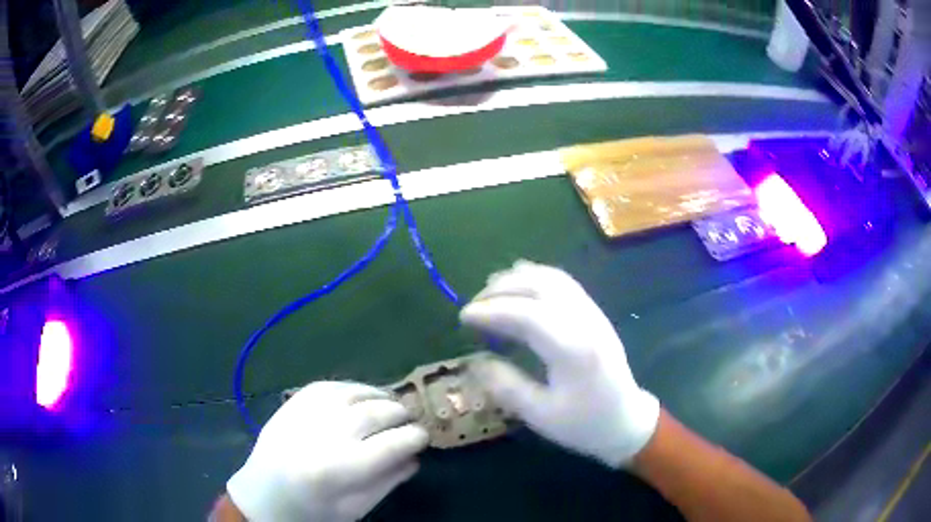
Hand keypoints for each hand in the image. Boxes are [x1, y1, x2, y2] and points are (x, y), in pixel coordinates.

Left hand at [226, 381, 428, 521]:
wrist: (263, 495)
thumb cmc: (312, 511)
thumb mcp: (356, 508)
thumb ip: (387, 481)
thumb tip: (415, 457)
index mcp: (341, 468)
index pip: (393, 444)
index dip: (415, 437)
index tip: (424, 437)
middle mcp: (324, 434)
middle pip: (376, 413)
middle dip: (401, 414)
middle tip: (410, 421)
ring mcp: (305, 413)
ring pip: (355, 393)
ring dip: (380, 396)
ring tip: (391, 404)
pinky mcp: (293, 403)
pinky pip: (330, 385)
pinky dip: (353, 388)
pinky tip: (362, 395)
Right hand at [461, 260, 659, 467]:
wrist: (626, 421)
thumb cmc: (583, 424)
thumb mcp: (540, 415)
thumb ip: (506, 385)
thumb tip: (474, 361)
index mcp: (573, 349)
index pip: (526, 314)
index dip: (491, 311)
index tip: (463, 317)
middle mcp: (585, 321)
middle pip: (539, 286)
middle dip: (500, 289)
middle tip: (473, 306)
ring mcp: (593, 313)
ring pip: (552, 278)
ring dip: (517, 279)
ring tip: (489, 290)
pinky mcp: (595, 314)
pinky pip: (564, 283)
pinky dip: (537, 277)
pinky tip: (520, 284)